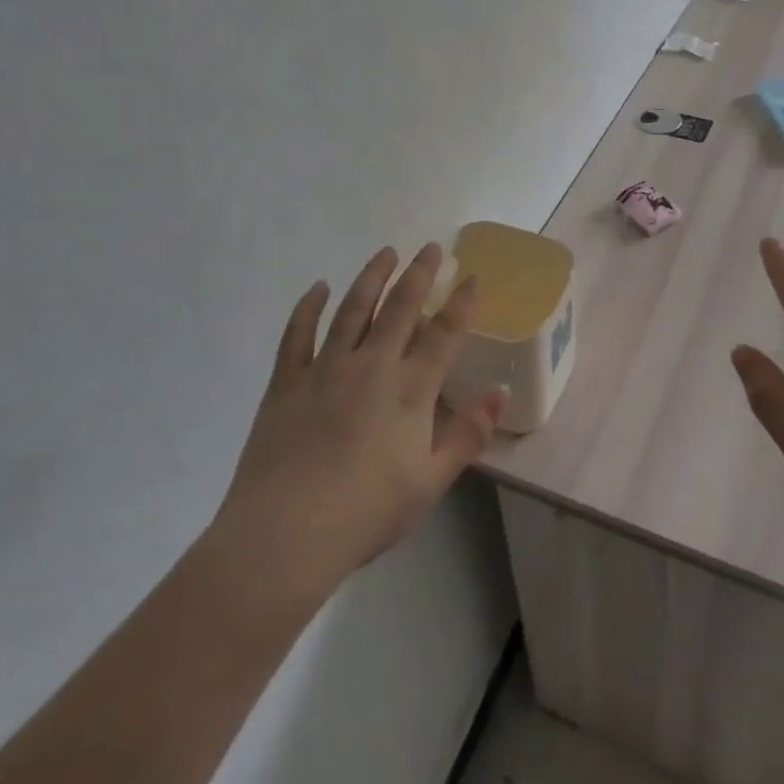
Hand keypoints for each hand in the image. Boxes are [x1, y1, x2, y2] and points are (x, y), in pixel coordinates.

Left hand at [211, 245, 504, 595]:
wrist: (285, 534)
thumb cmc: (366, 512)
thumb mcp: (431, 482)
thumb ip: (467, 435)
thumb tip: (499, 394)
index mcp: (409, 389)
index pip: (443, 333)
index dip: (460, 303)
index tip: (471, 276)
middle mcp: (371, 365)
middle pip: (400, 307)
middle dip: (419, 274)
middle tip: (430, 248)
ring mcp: (325, 368)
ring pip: (353, 309)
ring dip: (372, 277)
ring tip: (386, 252)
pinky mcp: (287, 382)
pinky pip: (298, 333)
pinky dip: (309, 307)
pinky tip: (318, 287)